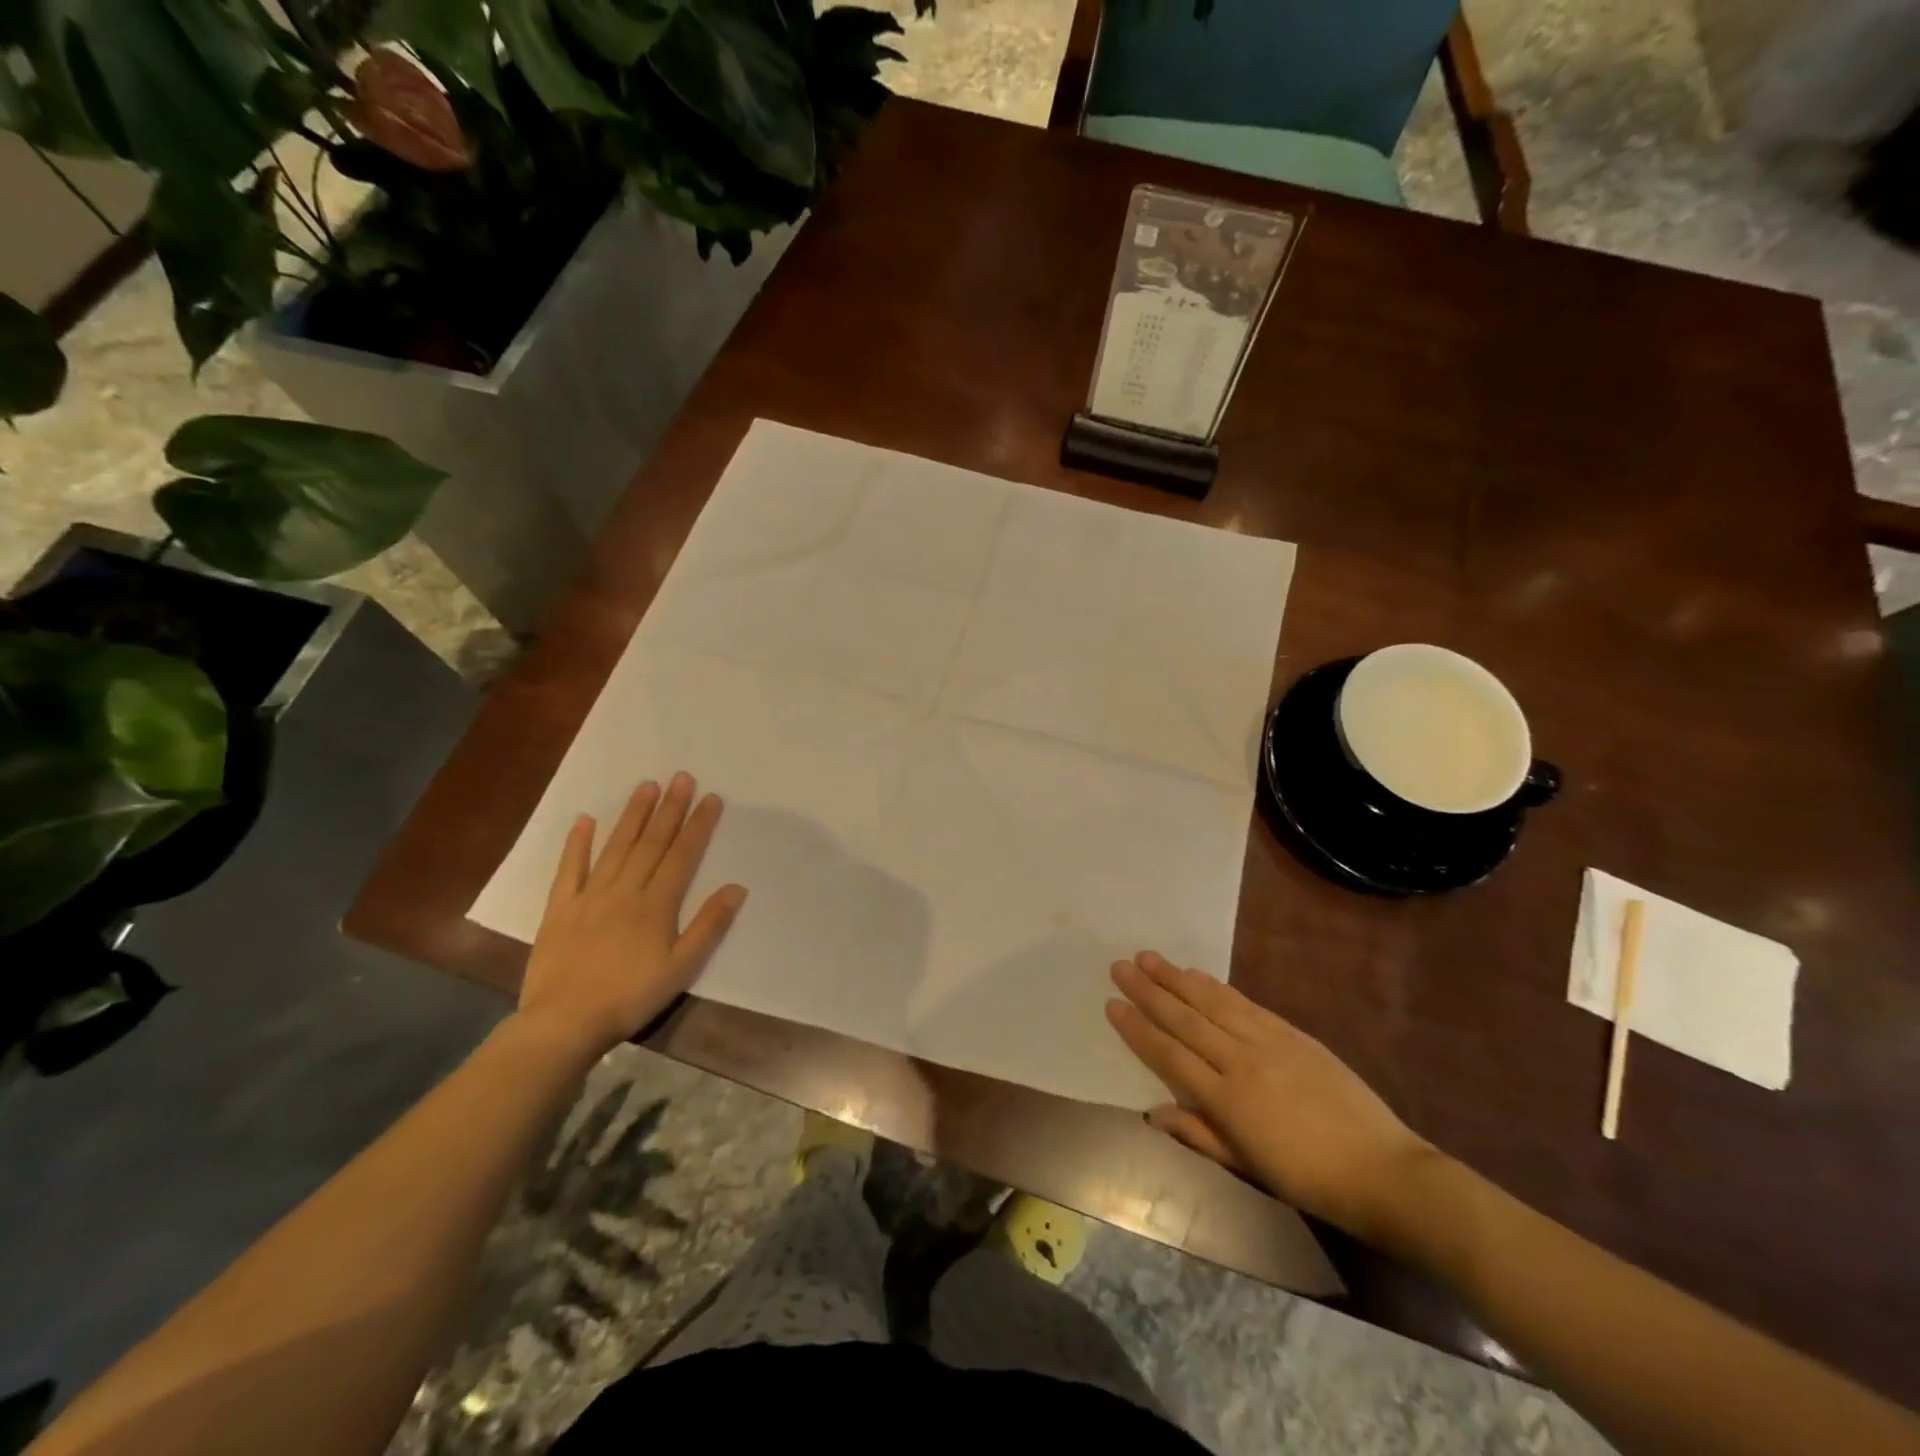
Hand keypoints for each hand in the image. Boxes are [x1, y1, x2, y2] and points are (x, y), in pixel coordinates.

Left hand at [517, 773, 745, 1059]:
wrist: (563, 1022)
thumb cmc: (630, 997)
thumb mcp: (681, 968)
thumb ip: (708, 926)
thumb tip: (736, 888)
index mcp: (656, 905)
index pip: (682, 855)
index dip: (698, 825)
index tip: (710, 798)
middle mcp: (624, 890)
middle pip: (651, 843)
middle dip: (669, 809)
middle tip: (681, 777)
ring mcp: (589, 896)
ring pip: (616, 847)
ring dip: (633, 815)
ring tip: (646, 786)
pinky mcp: (560, 908)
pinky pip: (569, 869)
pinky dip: (577, 844)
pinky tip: (586, 820)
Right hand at [1107, 952, 1432, 1239]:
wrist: (1381, 1170)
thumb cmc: (1307, 1179)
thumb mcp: (1247, 1167)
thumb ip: (1198, 1134)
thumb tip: (1152, 1111)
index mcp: (1226, 1100)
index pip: (1169, 1055)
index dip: (1137, 1029)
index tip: (1112, 1004)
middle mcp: (1240, 1062)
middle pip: (1184, 1019)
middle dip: (1149, 991)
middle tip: (1119, 966)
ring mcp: (1268, 1042)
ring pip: (1211, 1002)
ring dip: (1177, 978)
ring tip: (1149, 958)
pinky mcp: (1292, 1033)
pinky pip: (1244, 1002)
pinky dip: (1217, 986)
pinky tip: (1198, 974)